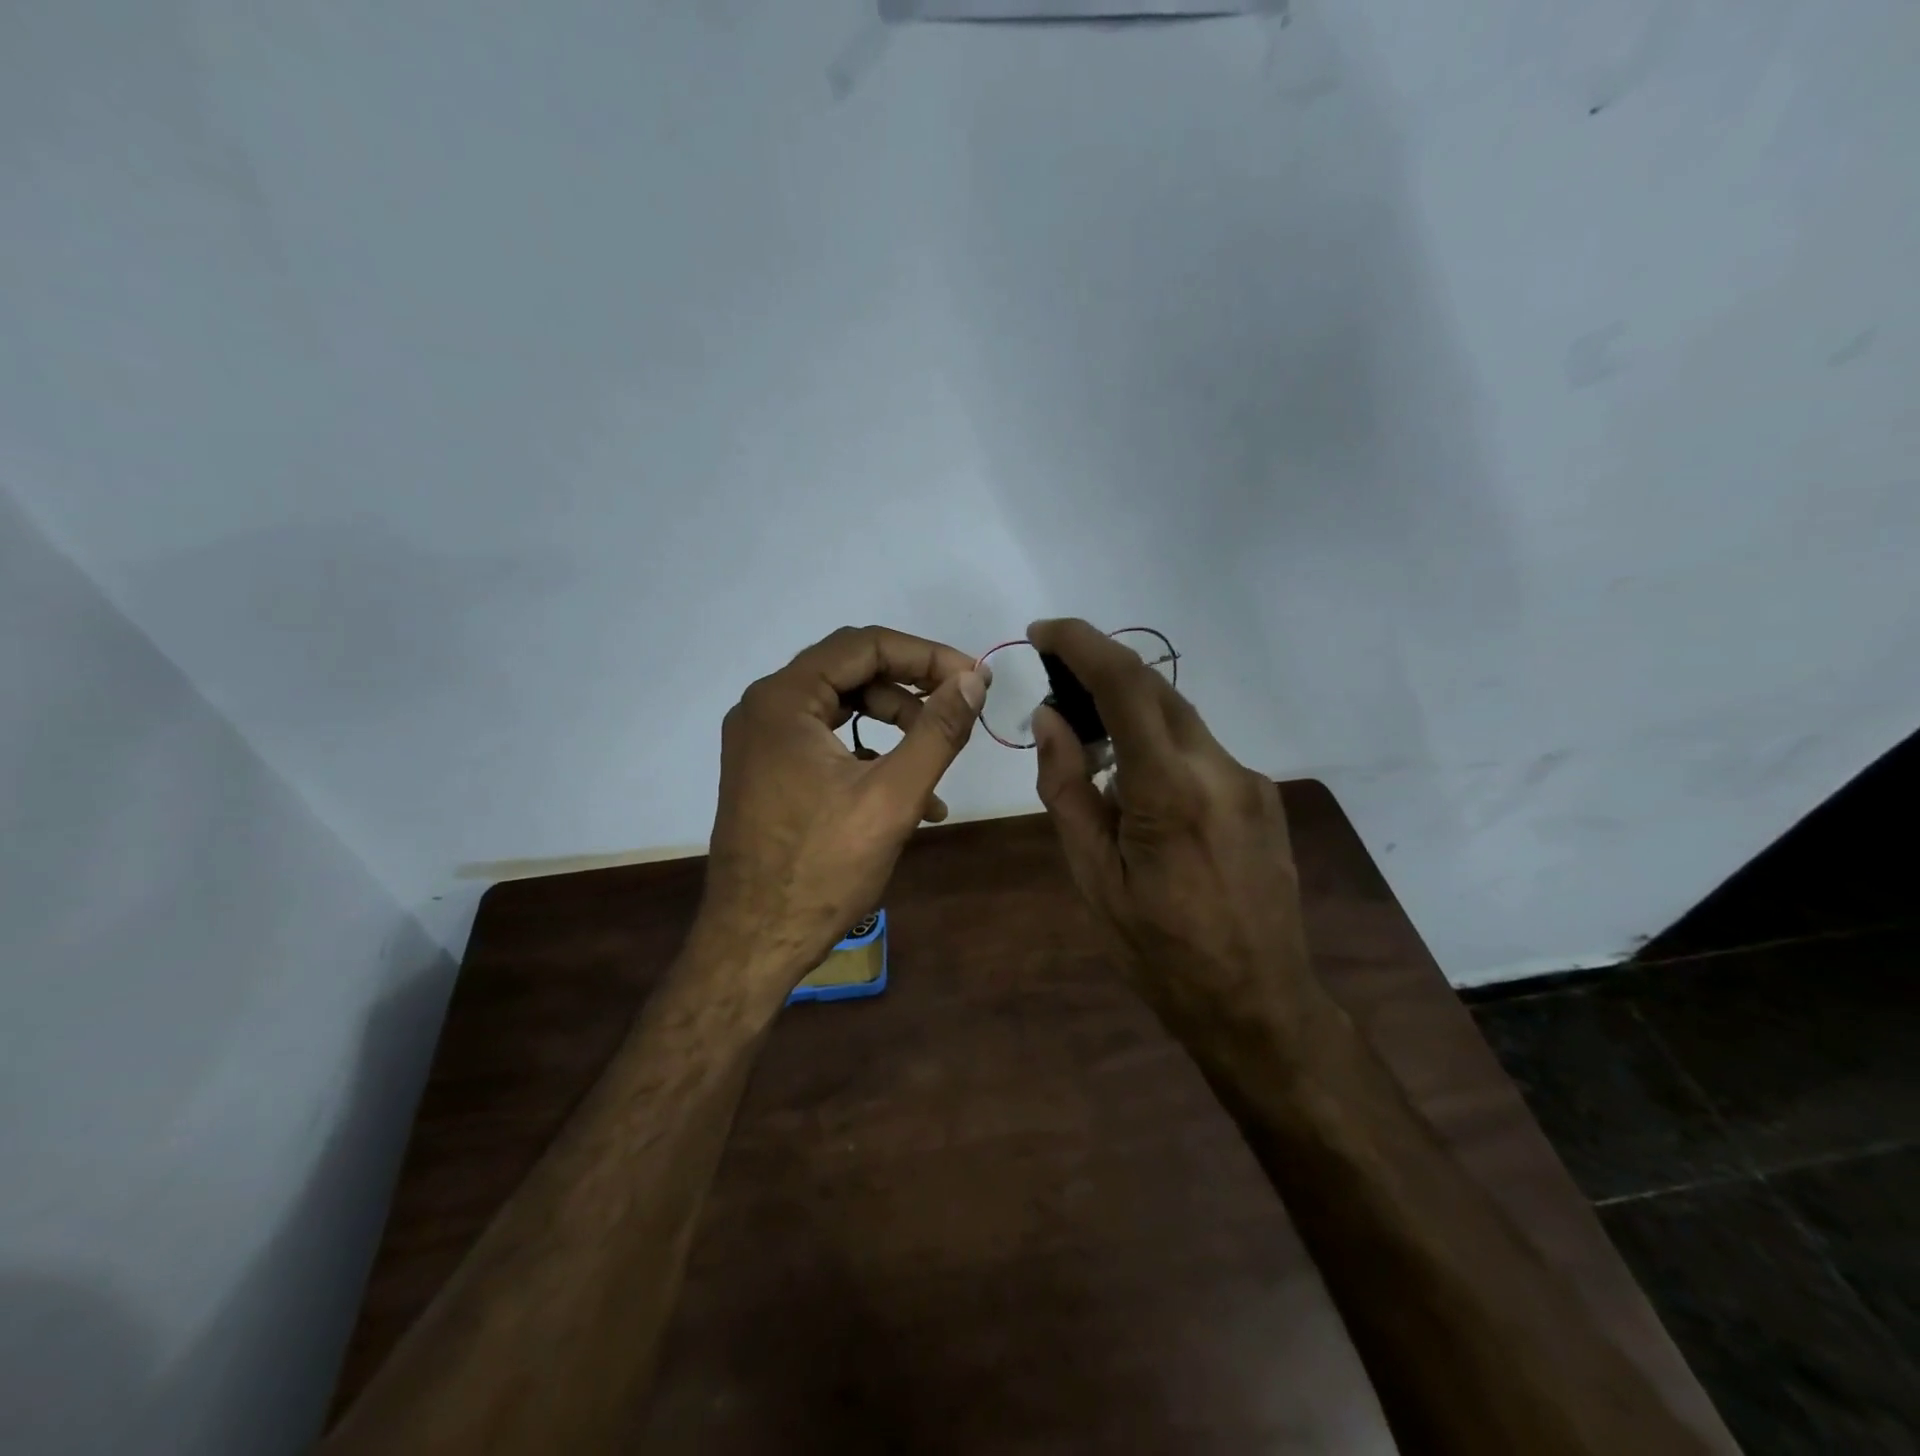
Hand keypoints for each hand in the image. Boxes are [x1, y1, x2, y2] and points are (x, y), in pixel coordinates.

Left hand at [697, 625, 987, 1000]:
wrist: (753, 943)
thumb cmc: (822, 869)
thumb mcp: (892, 797)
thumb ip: (937, 731)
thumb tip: (973, 681)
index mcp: (783, 701)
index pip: (863, 645)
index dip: (925, 655)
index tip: (972, 679)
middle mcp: (764, 709)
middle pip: (851, 672)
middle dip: (911, 691)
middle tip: (959, 712)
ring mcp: (761, 742)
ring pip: (842, 709)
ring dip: (896, 728)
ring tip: (938, 769)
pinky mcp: (767, 772)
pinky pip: (827, 743)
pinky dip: (869, 756)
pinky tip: (910, 798)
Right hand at [1028, 618, 1311, 1038]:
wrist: (1259, 1005)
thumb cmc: (1160, 954)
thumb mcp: (1094, 878)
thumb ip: (1067, 789)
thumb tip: (1051, 719)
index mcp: (1171, 791)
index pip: (1127, 685)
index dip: (1082, 644)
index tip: (1043, 632)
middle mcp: (1220, 769)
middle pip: (1156, 690)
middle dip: (1102, 671)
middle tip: (1056, 686)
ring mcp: (1250, 782)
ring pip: (1179, 719)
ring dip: (1130, 713)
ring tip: (1091, 746)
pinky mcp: (1262, 797)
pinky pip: (1199, 750)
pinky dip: (1158, 746)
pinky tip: (1139, 791)